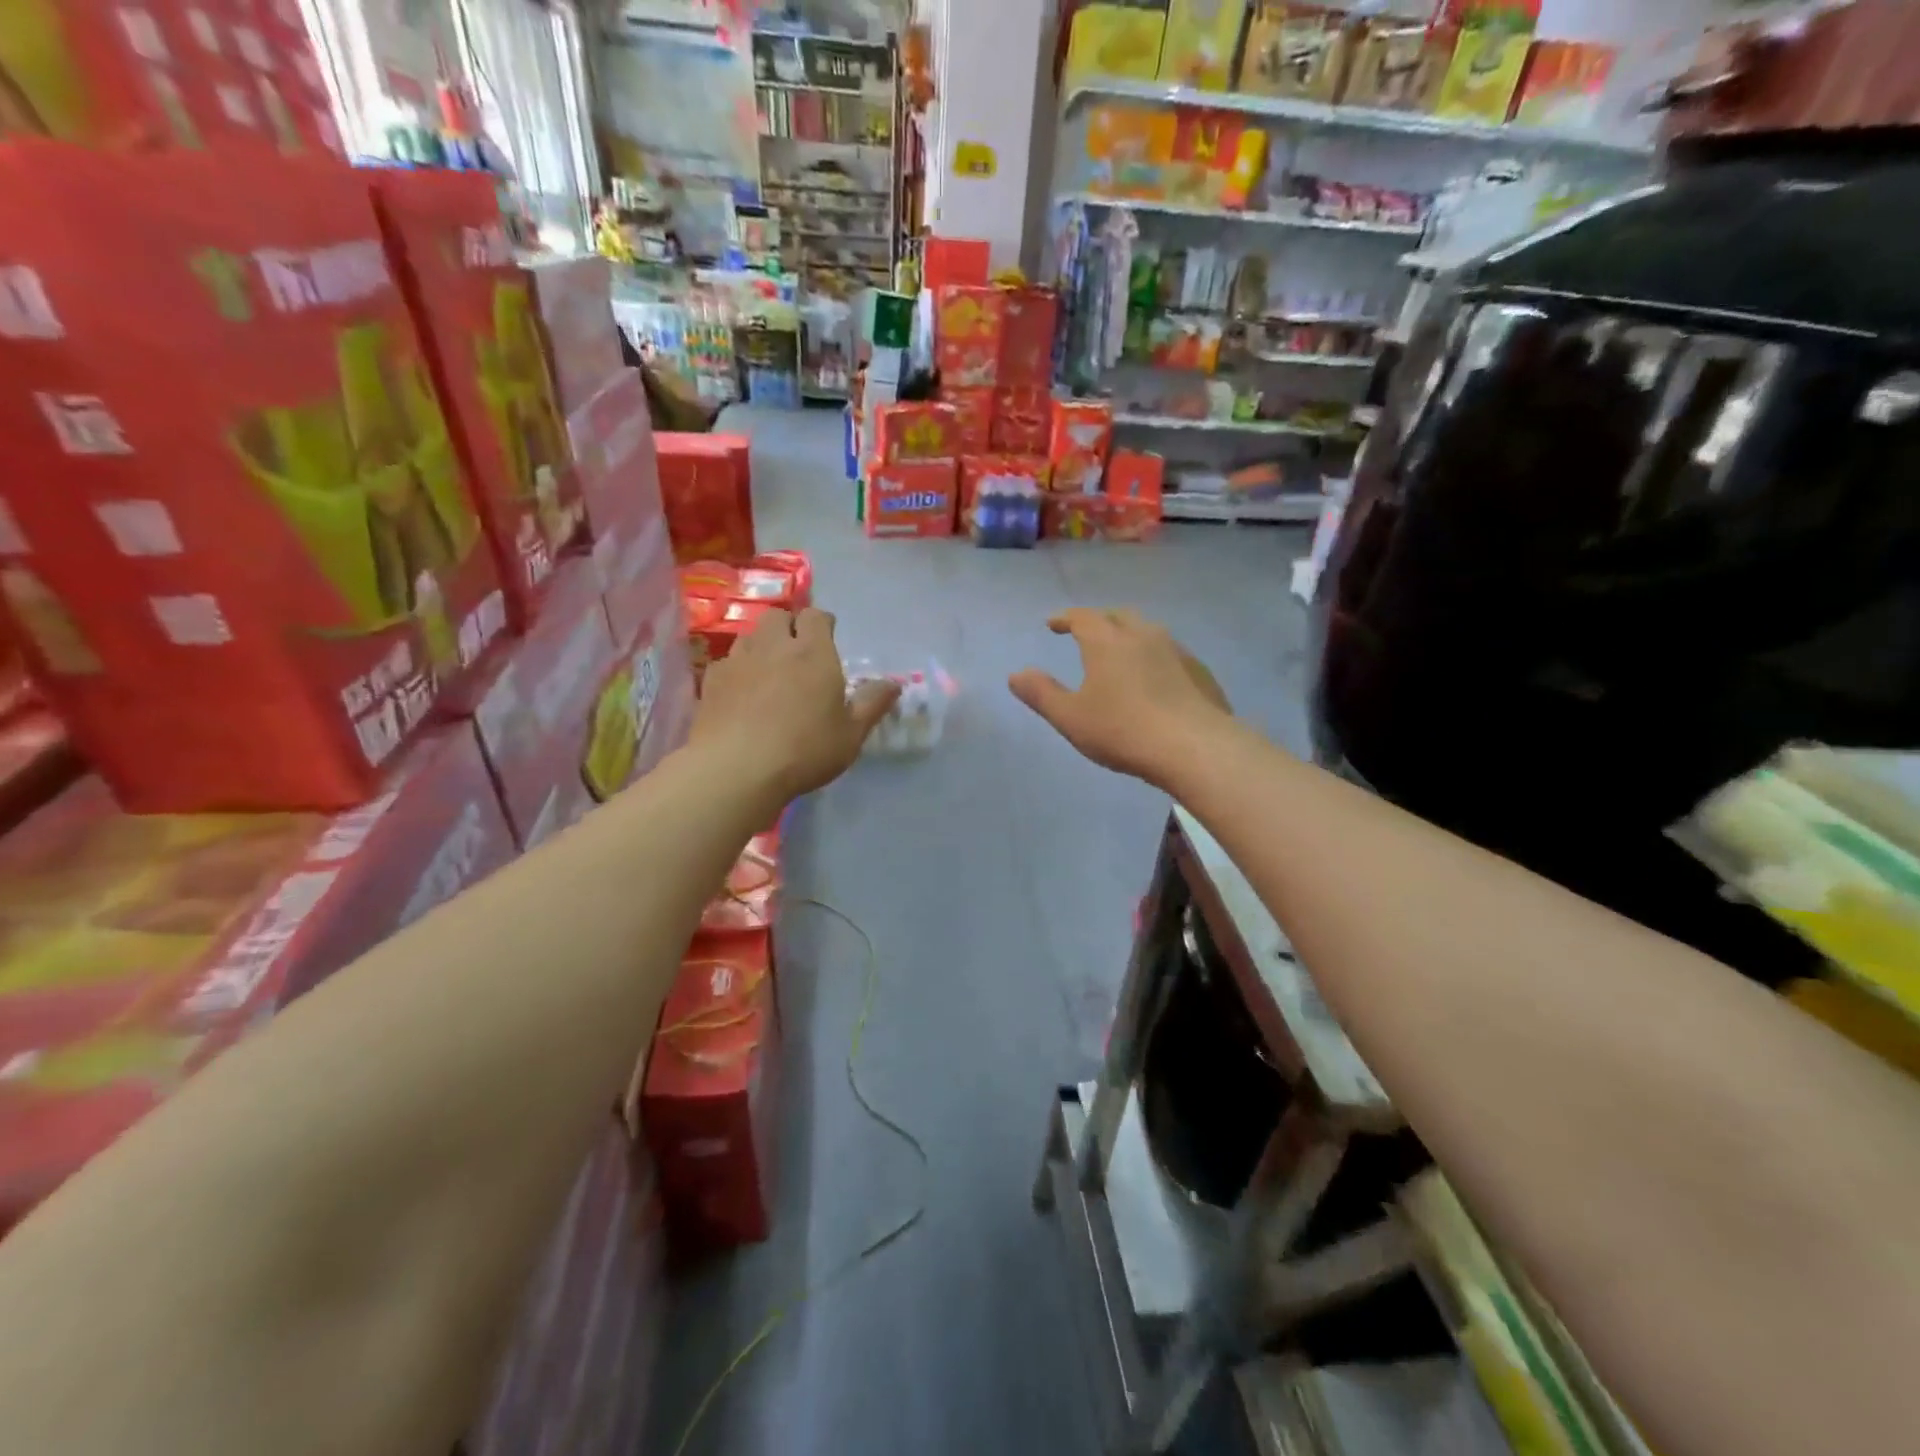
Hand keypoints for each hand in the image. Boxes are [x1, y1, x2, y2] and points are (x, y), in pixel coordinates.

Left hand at [692, 608, 899, 801]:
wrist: (736, 769)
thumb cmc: (805, 750)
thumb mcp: (851, 734)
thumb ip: (872, 704)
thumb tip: (894, 683)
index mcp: (813, 653)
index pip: (816, 616)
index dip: (822, 624)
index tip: (828, 639)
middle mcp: (774, 646)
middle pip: (778, 617)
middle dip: (789, 627)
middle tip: (797, 652)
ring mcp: (737, 661)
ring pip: (749, 636)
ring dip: (761, 645)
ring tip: (769, 671)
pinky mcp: (711, 682)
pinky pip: (726, 663)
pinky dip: (737, 670)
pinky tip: (741, 694)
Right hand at [1010, 609, 1231, 787]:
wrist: (1194, 747)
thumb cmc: (1123, 730)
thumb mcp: (1070, 718)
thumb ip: (1042, 693)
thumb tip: (1016, 674)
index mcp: (1107, 642)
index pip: (1083, 617)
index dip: (1066, 618)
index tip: (1054, 624)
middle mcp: (1143, 635)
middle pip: (1118, 616)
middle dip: (1099, 620)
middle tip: (1088, 632)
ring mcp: (1176, 651)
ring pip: (1149, 631)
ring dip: (1130, 635)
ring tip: (1122, 652)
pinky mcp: (1200, 671)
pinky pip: (1171, 653)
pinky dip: (1155, 656)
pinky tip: (1156, 678)